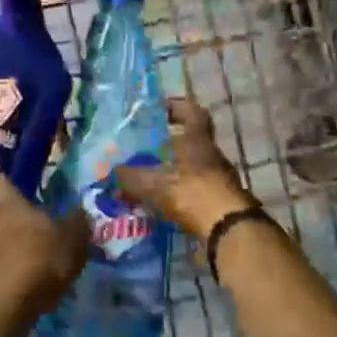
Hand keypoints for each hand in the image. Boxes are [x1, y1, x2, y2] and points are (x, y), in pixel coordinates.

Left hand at [0, 173, 89, 324]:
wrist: (6, 306)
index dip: (4, 182)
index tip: (16, 186)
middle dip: (1, 213)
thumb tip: (80, 211)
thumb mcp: (72, 240)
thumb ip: (77, 224)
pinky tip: (20, 275)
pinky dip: (2, 266)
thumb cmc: (39, 260)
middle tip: (22, 219)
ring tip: (21, 248)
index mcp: (9, 205)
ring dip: (0, 241)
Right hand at [113, 98, 255, 237]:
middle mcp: (212, 154)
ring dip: (175, 168)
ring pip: (194, 165)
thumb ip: (129, 177)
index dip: (177, 106)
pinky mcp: (220, 200)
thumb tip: (107, 171)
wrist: (229, 229)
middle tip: (146, 145)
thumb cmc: (192, 192)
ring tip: (149, 175)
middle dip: (170, 141)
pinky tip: (162, 201)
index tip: (159, 108)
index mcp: (198, 140)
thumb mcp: (153, 183)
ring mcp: (220, 178)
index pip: (193, 112)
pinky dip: (180, 191)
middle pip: (192, 140)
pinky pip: (196, 188)